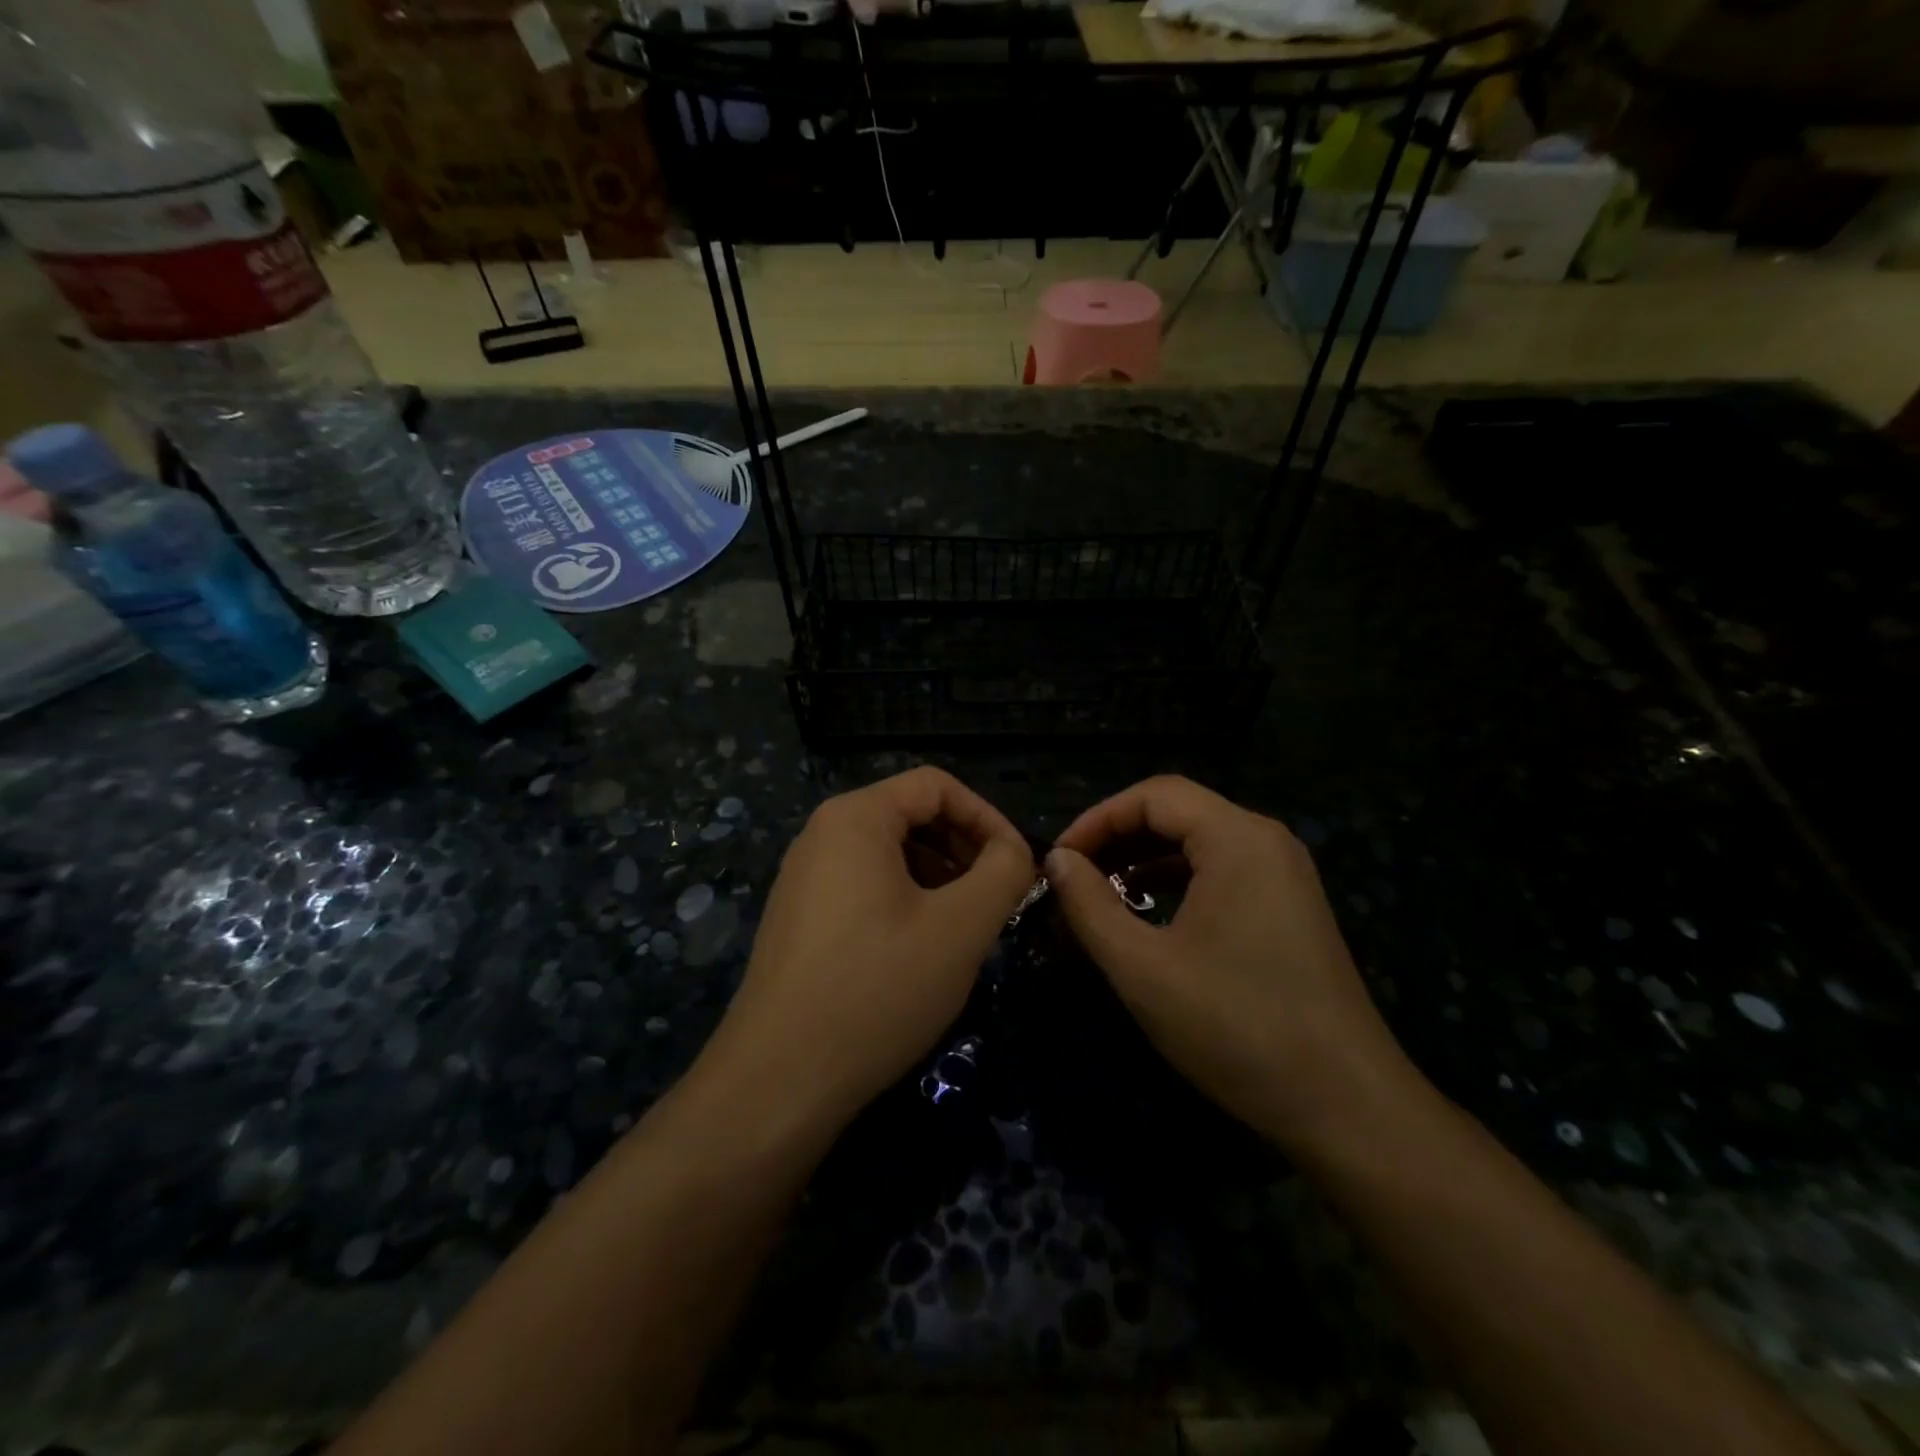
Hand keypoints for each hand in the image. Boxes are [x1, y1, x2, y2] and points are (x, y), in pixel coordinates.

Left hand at [696, 768, 1035, 1130]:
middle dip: (964, 849)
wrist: (779, 1080)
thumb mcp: (961, 927)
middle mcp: (822, 835)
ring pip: (890, 854)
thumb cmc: (878, 989)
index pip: (936, 786)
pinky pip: (865, 887)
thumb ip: (1003, 872)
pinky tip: (923, 950)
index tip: (1018, 866)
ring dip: (940, 878)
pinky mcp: (800, 918)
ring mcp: (805, 878)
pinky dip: (906, 901)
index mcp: (855, 818)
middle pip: (911, 815)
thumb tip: (1014, 852)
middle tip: (997, 899)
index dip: (987, 817)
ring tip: (966, 926)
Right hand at [1046, 776, 1415, 1149]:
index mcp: (1238, 839)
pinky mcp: (1289, 905)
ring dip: (1144, 857)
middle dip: (1117, 836)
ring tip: (1099, 891)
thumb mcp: (1143, 968)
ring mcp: (1284, 873)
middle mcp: (1266, 840)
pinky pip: (1221, 869)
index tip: (1058, 860)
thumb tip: (1057, 860)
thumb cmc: (1236, 1028)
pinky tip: (1148, 910)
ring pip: (1199, 840)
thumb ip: (1090, 905)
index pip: (1153, 795)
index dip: (1097, 819)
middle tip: (1072, 875)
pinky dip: (1176, 878)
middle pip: (1178, 811)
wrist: (1346, 1106)